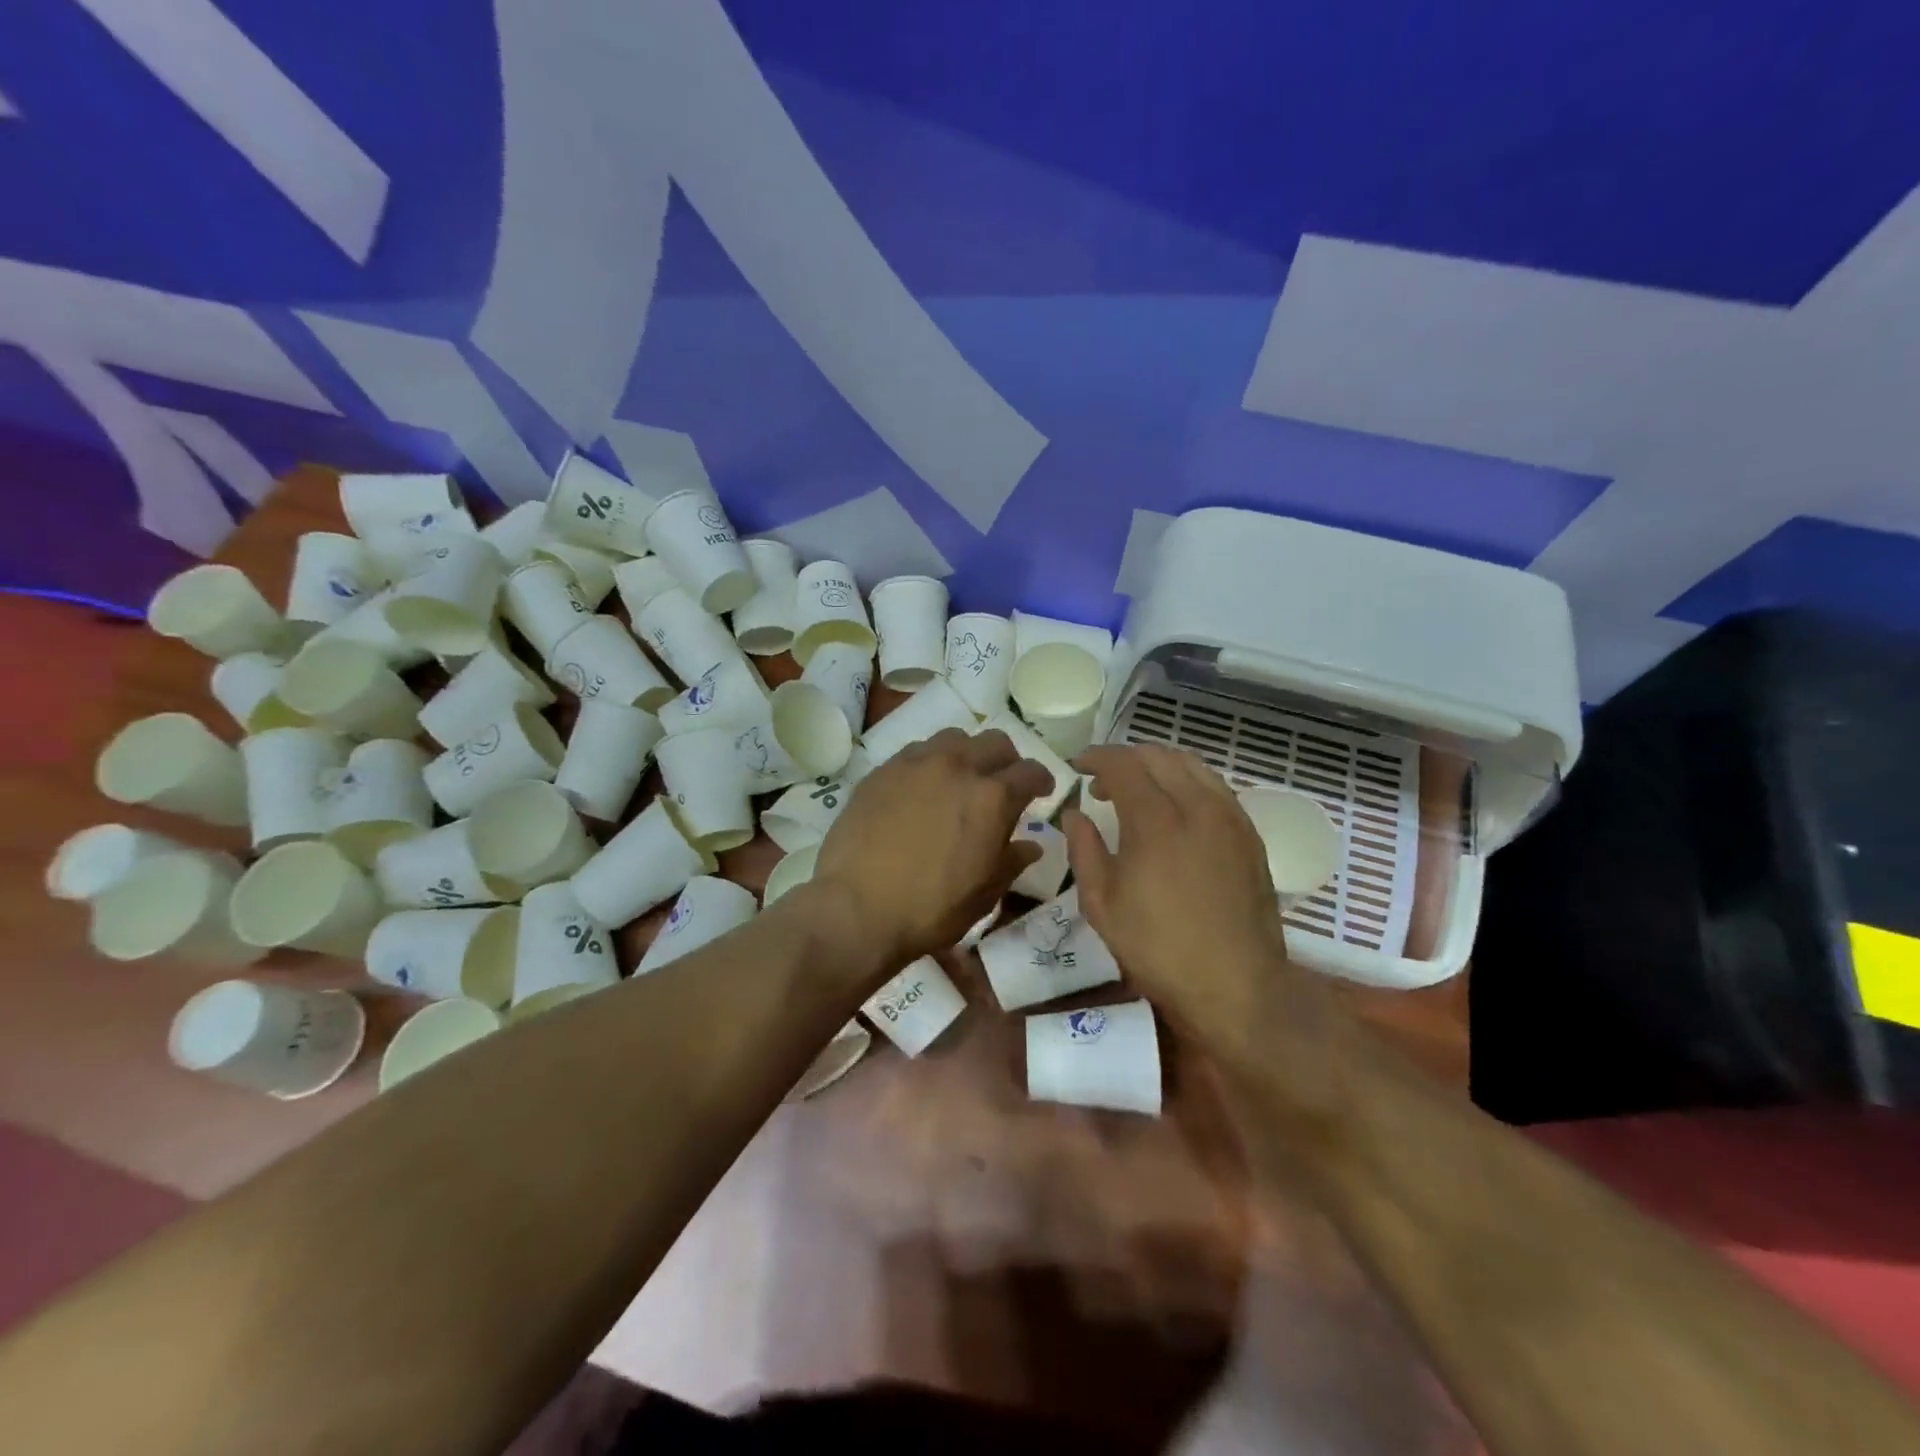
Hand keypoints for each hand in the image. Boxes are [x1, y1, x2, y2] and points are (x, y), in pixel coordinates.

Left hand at [811, 728, 1052, 970]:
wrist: (856, 907)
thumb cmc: (930, 908)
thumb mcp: (984, 893)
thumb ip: (1012, 861)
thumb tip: (1031, 844)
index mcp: (992, 797)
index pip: (1030, 771)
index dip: (1041, 780)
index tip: (1042, 791)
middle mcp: (957, 767)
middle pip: (995, 742)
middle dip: (1007, 761)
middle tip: (1003, 784)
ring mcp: (916, 763)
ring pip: (954, 738)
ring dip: (967, 754)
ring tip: (961, 778)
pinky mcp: (883, 770)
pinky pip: (917, 751)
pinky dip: (931, 762)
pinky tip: (923, 787)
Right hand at [1063, 745, 1294, 1049]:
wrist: (1236, 985)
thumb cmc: (1158, 948)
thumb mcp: (1101, 904)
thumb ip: (1083, 849)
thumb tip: (1074, 814)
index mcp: (1156, 821)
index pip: (1123, 764)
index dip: (1096, 758)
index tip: (1078, 767)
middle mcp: (1198, 806)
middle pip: (1159, 756)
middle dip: (1125, 759)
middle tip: (1102, 784)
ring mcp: (1230, 817)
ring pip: (1192, 765)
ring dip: (1158, 766)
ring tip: (1139, 791)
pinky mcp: (1250, 834)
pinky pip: (1215, 787)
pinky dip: (1187, 782)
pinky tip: (1175, 810)